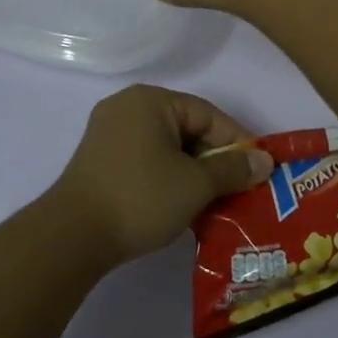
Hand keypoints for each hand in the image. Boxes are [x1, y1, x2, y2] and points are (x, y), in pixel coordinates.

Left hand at [50, 84, 274, 262]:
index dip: (237, 142)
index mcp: (150, 100)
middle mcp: (128, 107)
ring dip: (192, 172)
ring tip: (215, 200)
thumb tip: (265, 161)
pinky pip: (146, 159)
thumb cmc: (140, 197)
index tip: (258, 169)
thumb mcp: (195, 184)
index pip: (208, 115)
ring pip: (166, 147)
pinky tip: (182, 204)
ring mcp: (109, 133)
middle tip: (238, 187)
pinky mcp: (100, 160)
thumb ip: (233, 169)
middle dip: (214, 159)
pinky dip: (168, 177)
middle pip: (186, 128)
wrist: (72, 237)